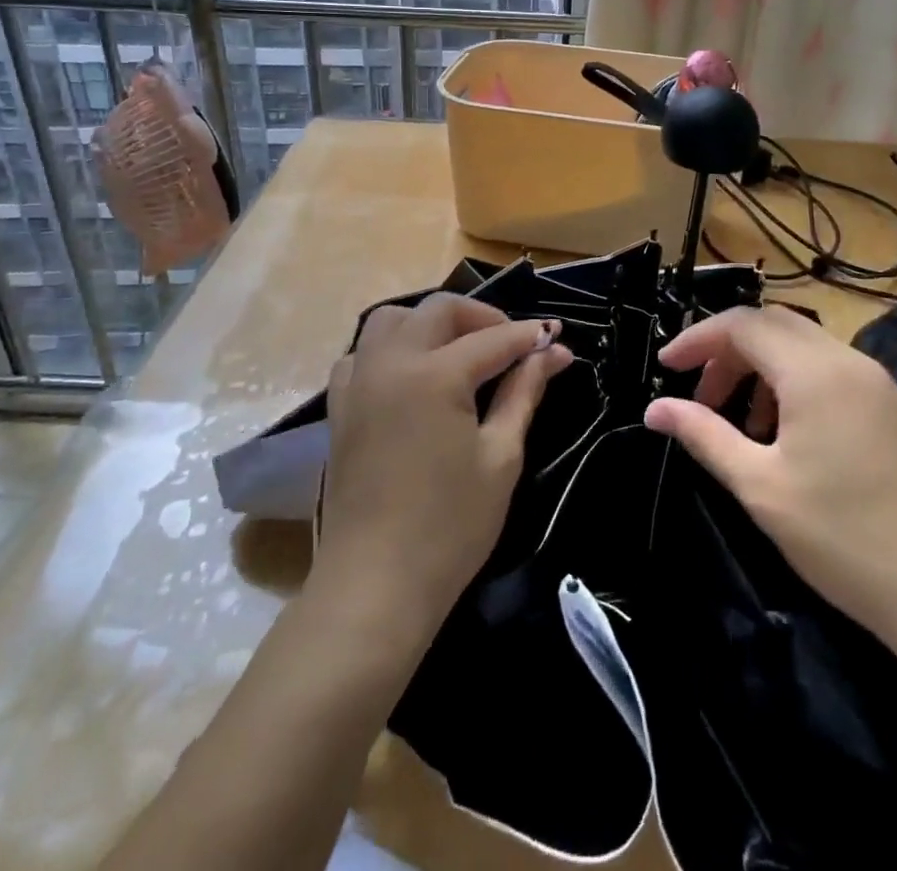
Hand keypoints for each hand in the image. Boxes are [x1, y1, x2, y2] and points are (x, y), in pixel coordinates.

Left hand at [314, 293, 573, 631]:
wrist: (375, 586)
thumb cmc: (450, 527)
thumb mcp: (500, 457)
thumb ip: (524, 393)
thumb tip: (553, 352)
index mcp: (435, 374)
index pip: (493, 338)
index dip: (529, 337)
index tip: (557, 341)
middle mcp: (391, 362)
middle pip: (439, 310)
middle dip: (481, 317)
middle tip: (512, 346)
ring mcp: (358, 382)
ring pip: (391, 320)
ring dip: (430, 323)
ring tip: (459, 352)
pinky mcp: (339, 407)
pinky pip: (362, 353)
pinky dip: (390, 348)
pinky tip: (411, 376)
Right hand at [644, 306, 896, 657]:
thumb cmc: (843, 537)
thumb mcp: (760, 486)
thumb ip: (703, 435)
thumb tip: (654, 410)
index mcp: (814, 371)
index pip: (742, 324)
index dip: (697, 339)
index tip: (665, 368)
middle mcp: (846, 360)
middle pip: (772, 324)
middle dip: (727, 350)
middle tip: (698, 395)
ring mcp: (874, 382)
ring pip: (800, 345)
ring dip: (758, 366)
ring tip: (736, 421)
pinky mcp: (888, 406)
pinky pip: (826, 369)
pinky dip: (790, 382)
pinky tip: (780, 432)